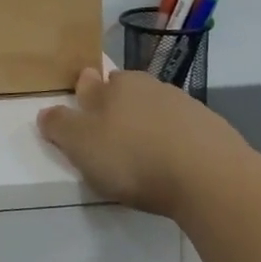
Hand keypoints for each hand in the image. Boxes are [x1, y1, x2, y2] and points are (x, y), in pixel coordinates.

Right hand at [37, 66, 247, 218]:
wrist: (211, 179)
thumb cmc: (135, 158)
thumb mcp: (81, 145)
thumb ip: (60, 126)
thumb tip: (47, 111)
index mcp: (117, 85)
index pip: (94, 82)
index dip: (85, 97)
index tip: (82, 114)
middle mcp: (151, 86)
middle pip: (127, 94)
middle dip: (118, 111)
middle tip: (111, 139)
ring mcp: (186, 106)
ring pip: (157, 112)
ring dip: (148, 128)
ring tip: (144, 158)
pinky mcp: (213, 130)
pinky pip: (185, 133)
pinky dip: (176, 145)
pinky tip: (175, 168)